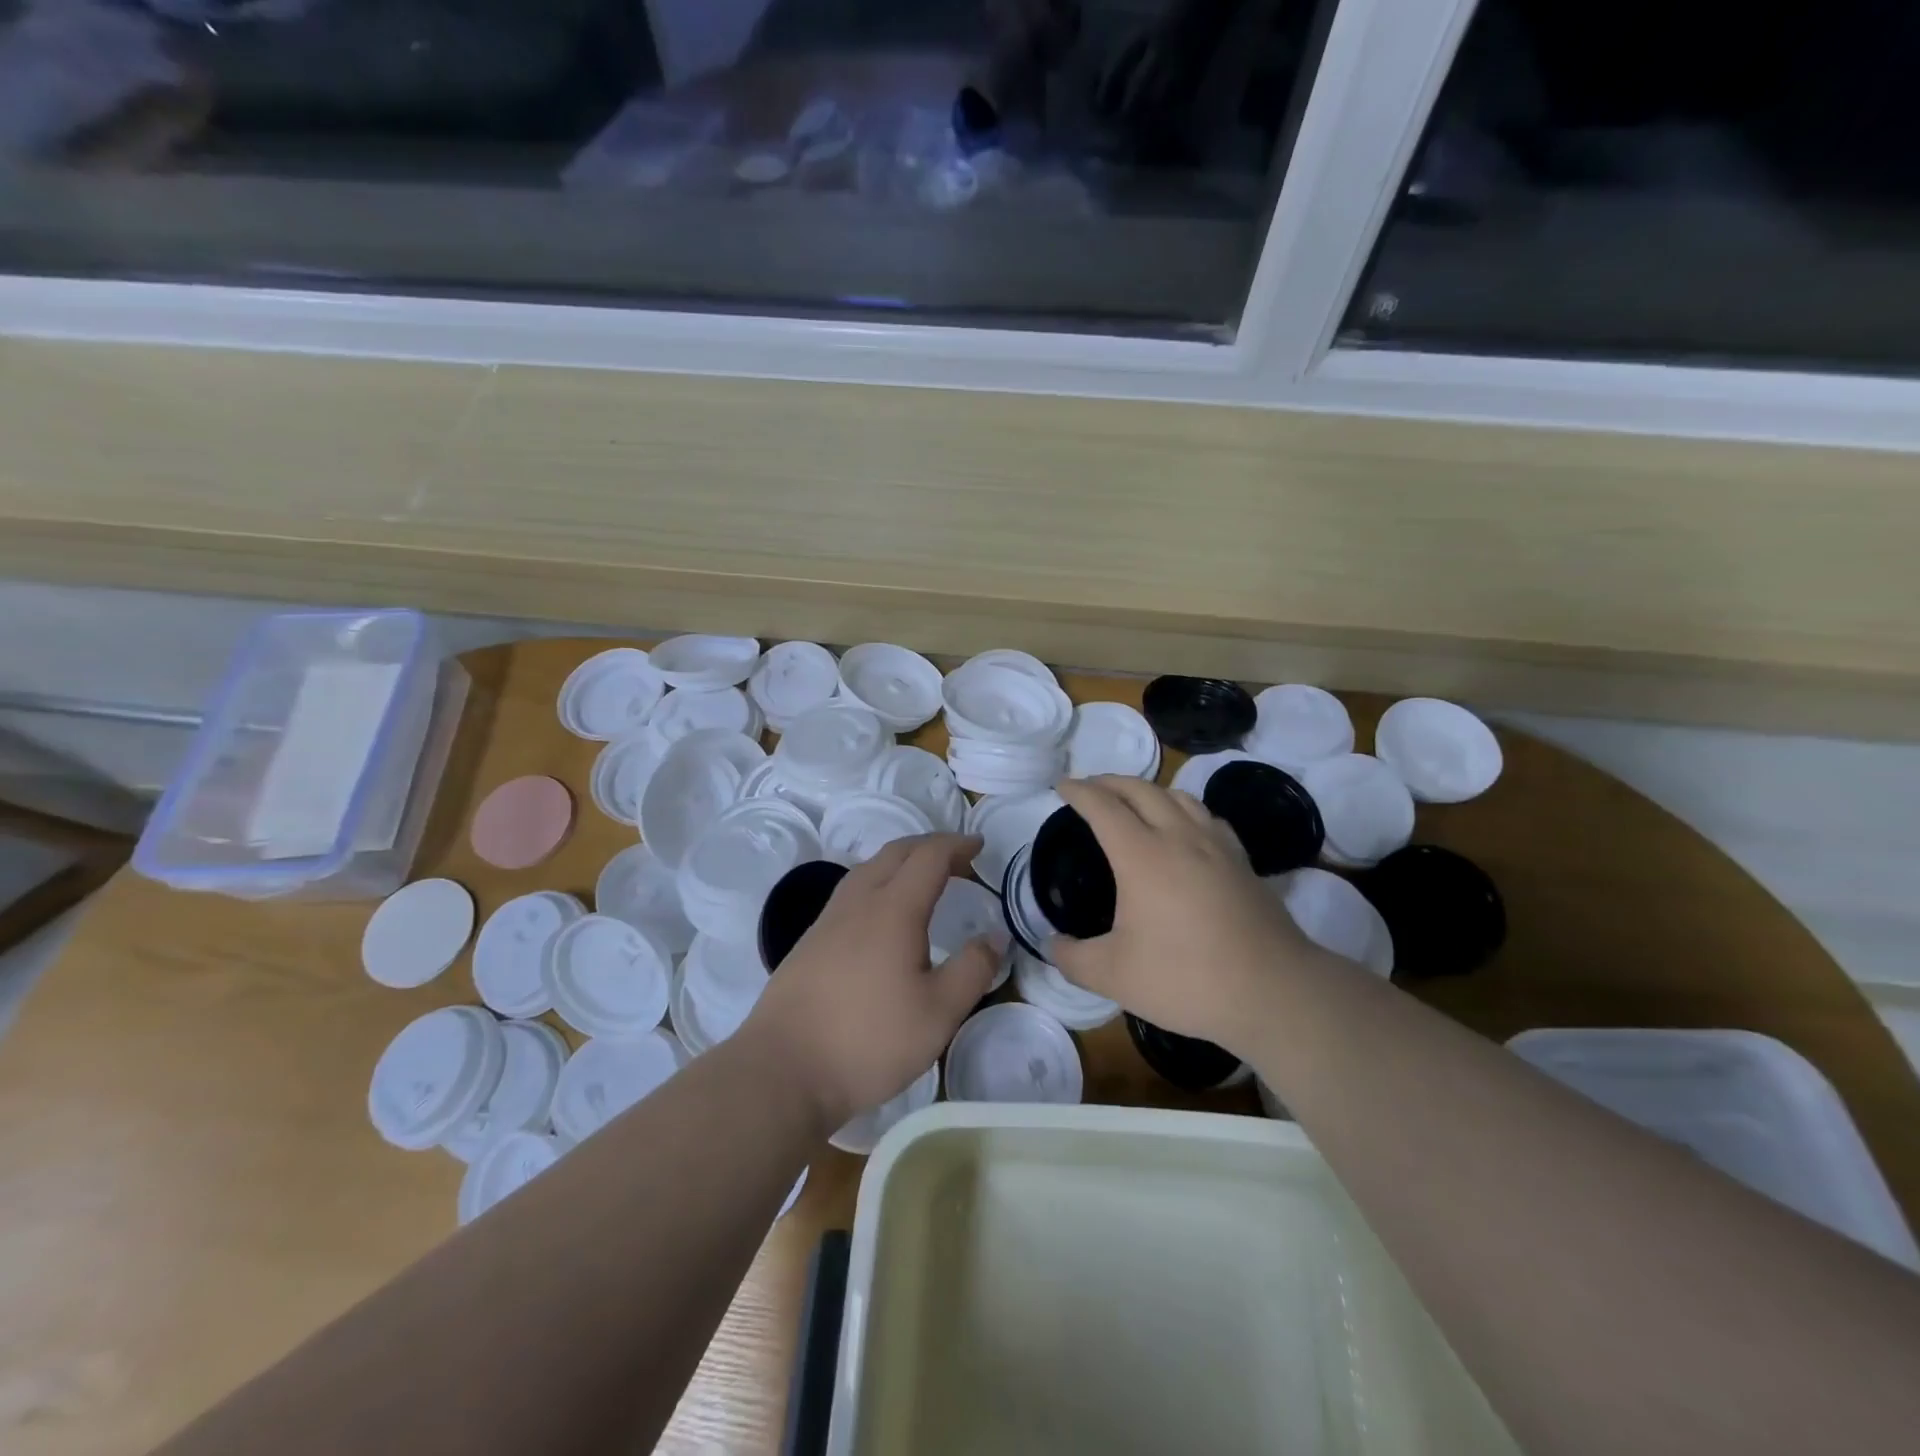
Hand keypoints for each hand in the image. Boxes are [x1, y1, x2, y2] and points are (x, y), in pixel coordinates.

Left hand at [743, 834, 1001, 1133]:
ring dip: (900, 861)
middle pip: (895, 853)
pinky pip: (851, 891)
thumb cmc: (869, 1040)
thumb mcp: (939, 1013)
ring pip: (868, 869)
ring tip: (922, 879)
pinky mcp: (809, 941)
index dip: (956, 845)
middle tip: (957, 858)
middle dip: (929, 846)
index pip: (929, 856)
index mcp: (893, 908)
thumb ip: (973, 970)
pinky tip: (881, 915)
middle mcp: (858, 902)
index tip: (979, 846)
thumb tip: (995, 936)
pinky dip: (878, 882)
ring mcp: (828, 920)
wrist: (782, 1070)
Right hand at [1048, 776, 1310, 1044]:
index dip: (1079, 791)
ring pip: (1178, 796)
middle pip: (1140, 790)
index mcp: (1142, 855)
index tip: (1061, 786)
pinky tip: (1186, 828)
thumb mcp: (1114, 976)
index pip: (1103, 806)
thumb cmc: (1187, 978)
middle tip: (1090, 787)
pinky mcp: (1242, 861)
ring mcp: (1216, 846)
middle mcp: (1179, 837)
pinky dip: (1184, 809)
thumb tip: (1052, 944)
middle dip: (1110, 781)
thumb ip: (1072, 958)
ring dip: (1148, 790)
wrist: (1273, 991)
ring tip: (1134, 802)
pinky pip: (1207, 816)